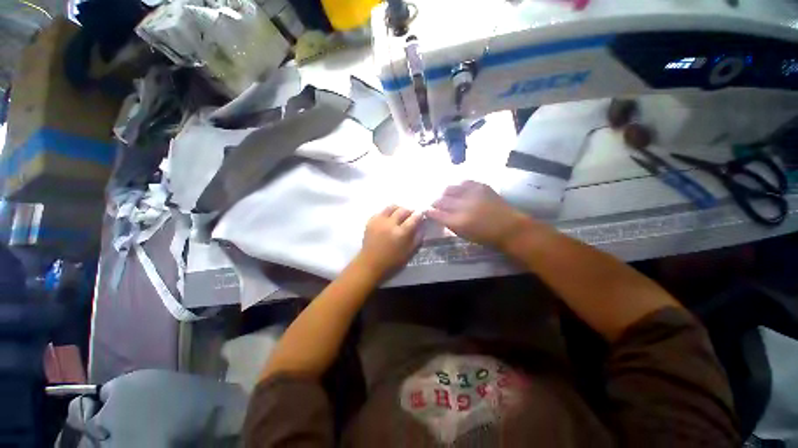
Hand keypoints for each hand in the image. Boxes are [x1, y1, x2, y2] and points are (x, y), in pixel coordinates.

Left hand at [357, 205, 423, 277]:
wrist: (370, 265)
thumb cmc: (392, 262)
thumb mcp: (410, 253)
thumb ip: (417, 238)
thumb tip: (421, 226)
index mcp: (401, 233)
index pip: (414, 218)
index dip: (419, 215)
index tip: (421, 214)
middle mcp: (390, 224)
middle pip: (403, 210)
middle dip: (409, 211)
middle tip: (411, 215)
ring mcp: (379, 221)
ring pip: (391, 207)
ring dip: (398, 209)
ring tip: (400, 214)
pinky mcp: (370, 221)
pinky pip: (381, 211)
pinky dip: (387, 213)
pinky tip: (389, 219)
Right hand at [428, 181, 530, 247]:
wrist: (509, 228)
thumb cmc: (485, 236)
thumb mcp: (463, 234)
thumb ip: (449, 223)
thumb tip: (438, 215)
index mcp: (457, 222)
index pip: (436, 213)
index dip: (429, 211)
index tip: (427, 210)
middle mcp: (462, 206)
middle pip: (441, 200)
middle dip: (435, 202)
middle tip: (435, 203)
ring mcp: (472, 194)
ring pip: (450, 188)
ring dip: (445, 193)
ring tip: (446, 195)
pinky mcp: (481, 186)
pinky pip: (464, 182)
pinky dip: (459, 186)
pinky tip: (460, 190)